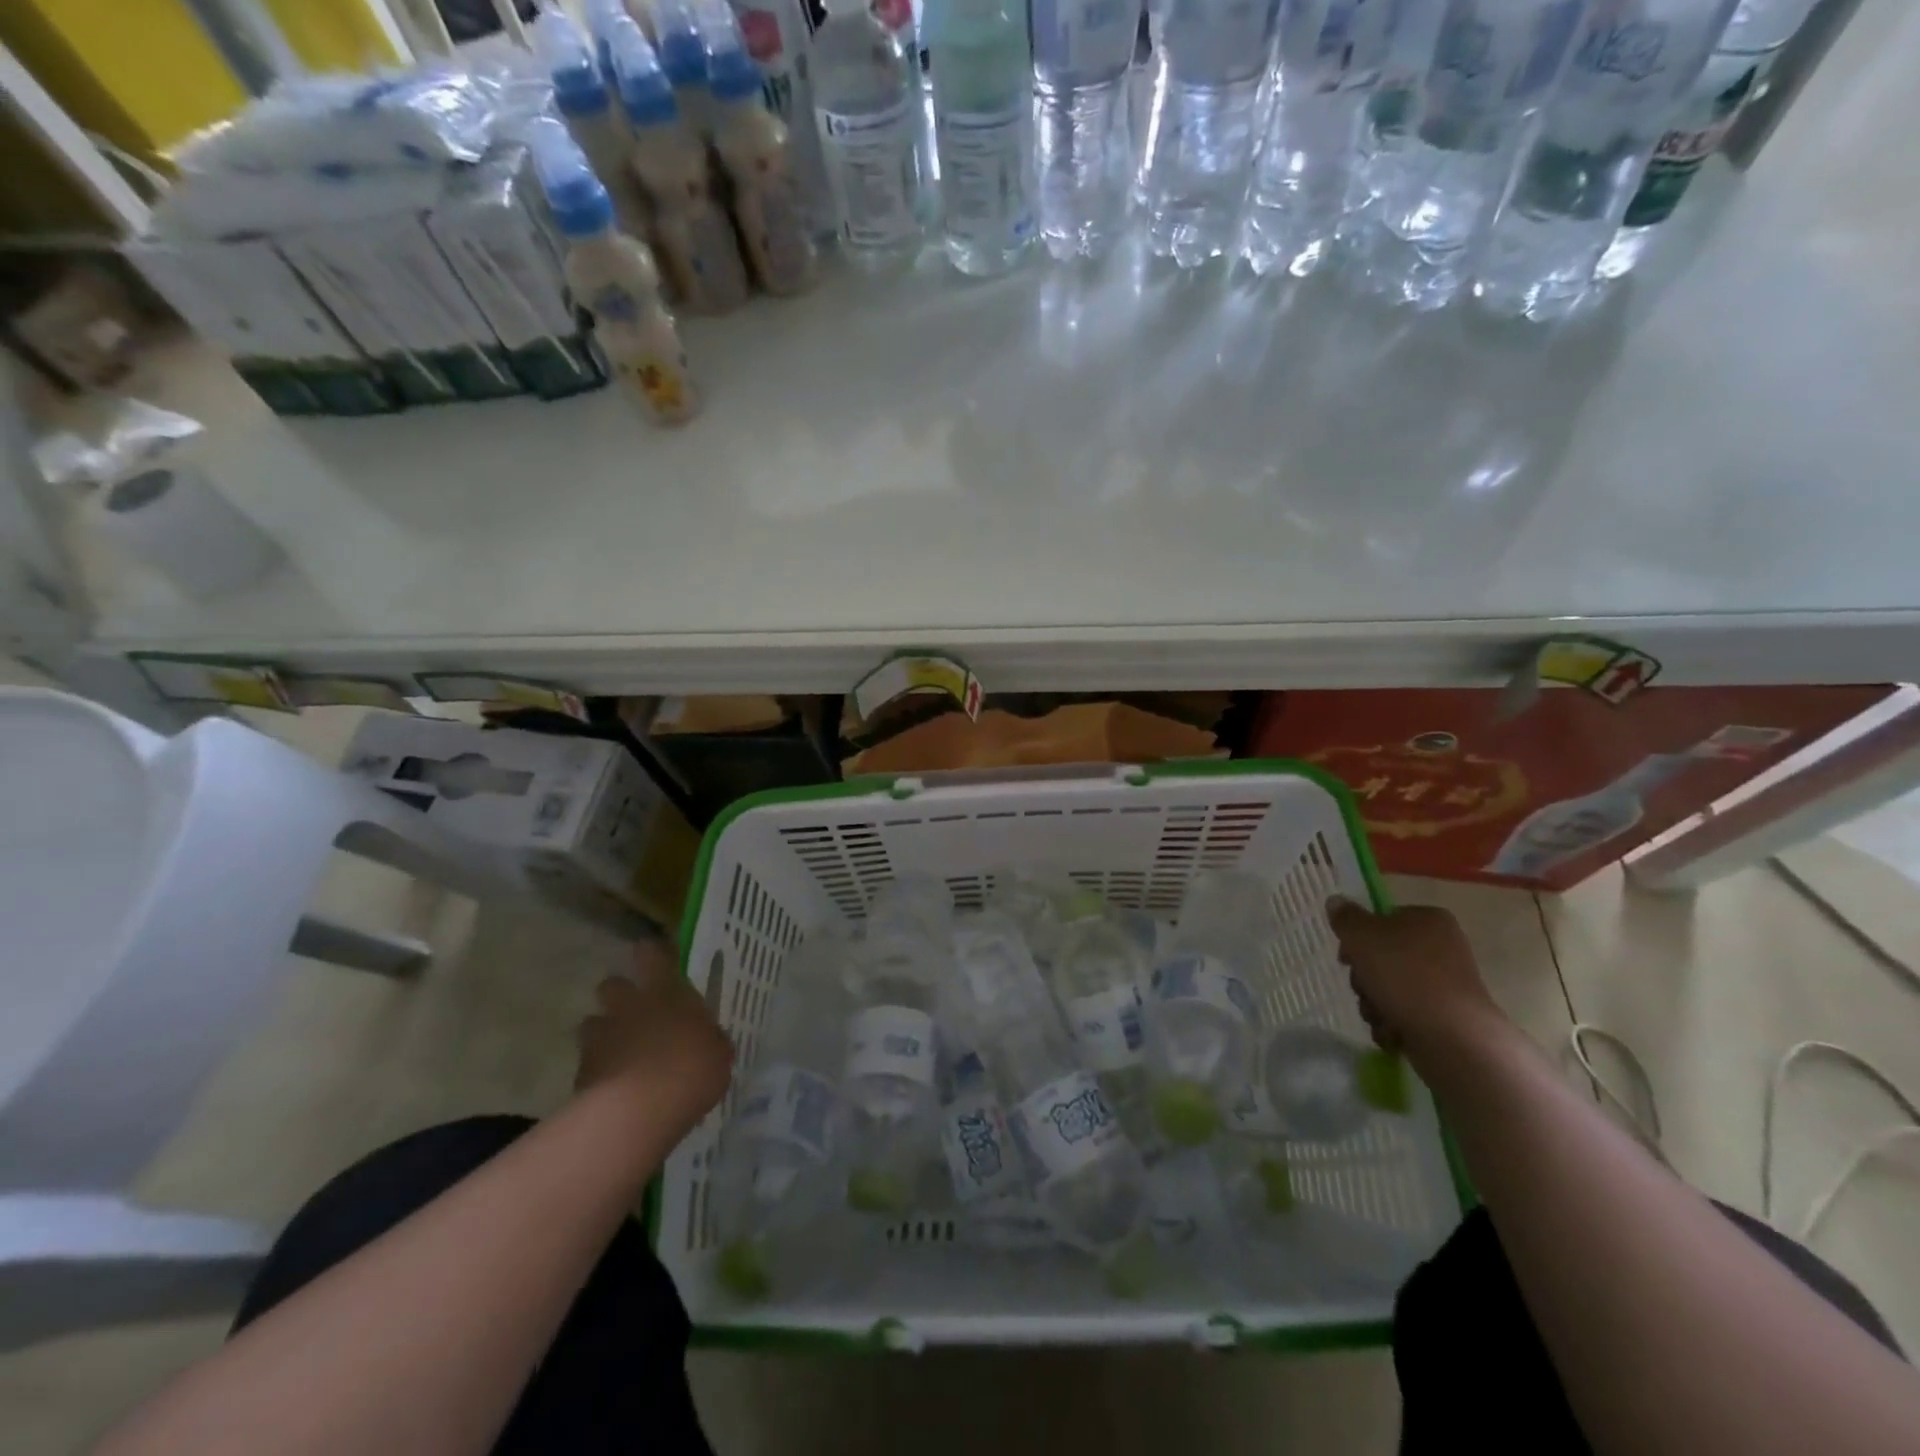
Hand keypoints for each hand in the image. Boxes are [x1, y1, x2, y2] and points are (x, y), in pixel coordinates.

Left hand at [576, 937, 732, 1138]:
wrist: (637, 1111)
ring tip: (620, 1054)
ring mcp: (601, 1037)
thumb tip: (710, 1040)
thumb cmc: (691, 1071)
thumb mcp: (718, 1055)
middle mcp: (630, 1005)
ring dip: (604, 1033)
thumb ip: (710, 1041)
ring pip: (593, 1023)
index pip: (652, 954)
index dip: (652, 954)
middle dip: (619, 995)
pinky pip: (589, 1063)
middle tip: (635, 1013)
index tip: (656, 961)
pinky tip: (614, 1089)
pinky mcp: (581, 1071)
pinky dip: (598, 1071)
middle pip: (612, 984)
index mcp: (666, 992)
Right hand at [1328, 900, 1505, 1058]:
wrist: (1454, 1037)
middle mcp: (1442, 947)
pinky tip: (1392, 1032)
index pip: (1381, 919)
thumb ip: (1345, 917)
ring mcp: (1446, 984)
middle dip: (1364, 978)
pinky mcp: (1446, 1016)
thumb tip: (1336, 901)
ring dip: (1373, 1003)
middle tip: (1363, 988)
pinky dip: (1393, 1023)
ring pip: (1390, 987)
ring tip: (1379, 1015)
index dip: (1357, 938)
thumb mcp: (1362, 936)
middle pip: (1383, 957)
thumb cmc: (1406, 976)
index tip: (1346, 958)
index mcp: (1428, 920)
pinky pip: (1406, 1013)